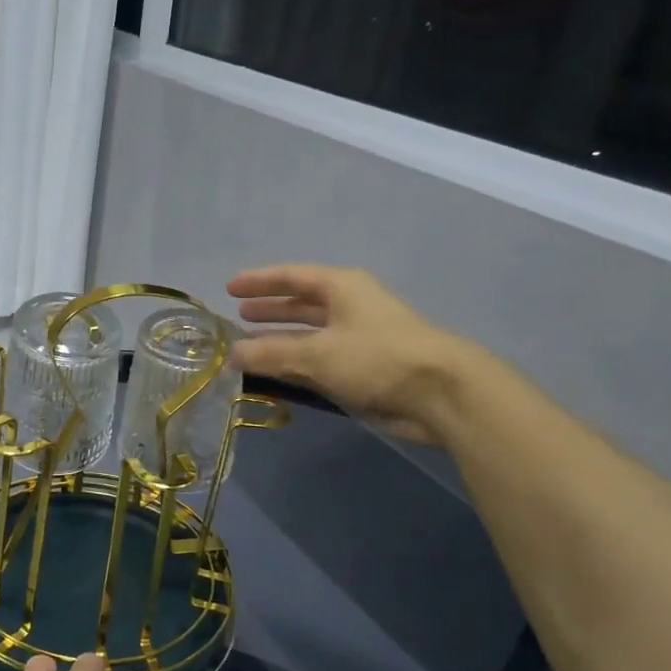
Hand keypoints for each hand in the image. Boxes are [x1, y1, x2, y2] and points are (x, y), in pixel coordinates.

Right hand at [229, 264, 471, 443]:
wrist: (439, 394)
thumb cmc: (376, 358)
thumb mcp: (316, 353)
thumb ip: (271, 353)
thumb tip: (233, 353)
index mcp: (342, 288)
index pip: (293, 276)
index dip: (261, 281)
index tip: (230, 288)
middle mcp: (350, 307)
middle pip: (302, 303)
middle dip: (271, 309)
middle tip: (239, 316)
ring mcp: (358, 338)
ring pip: (310, 335)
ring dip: (281, 340)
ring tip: (250, 346)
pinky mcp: (363, 368)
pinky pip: (320, 361)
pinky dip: (297, 364)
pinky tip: (276, 374)